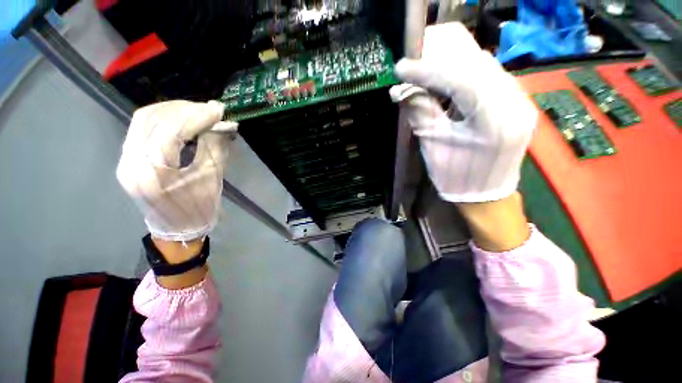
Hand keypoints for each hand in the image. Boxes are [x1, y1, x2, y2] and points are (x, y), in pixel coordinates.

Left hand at [117, 100, 235, 242]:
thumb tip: (224, 126)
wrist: (177, 231)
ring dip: (173, 111)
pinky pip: (142, 129)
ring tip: (198, 112)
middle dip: (184, 109)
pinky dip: (164, 120)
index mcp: (153, 175)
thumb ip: (215, 148)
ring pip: (143, 120)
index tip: (219, 110)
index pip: (170, 131)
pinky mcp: (128, 160)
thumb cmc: (198, 210)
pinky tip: (183, 121)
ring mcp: (125, 161)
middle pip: (151, 118)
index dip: (197, 116)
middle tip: (210, 109)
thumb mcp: (212, 180)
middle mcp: (131, 163)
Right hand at [390, 22, 537, 202]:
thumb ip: (421, 113)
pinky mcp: (516, 102)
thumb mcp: (433, 147)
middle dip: (440, 61)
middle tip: (413, 65)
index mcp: (495, 120)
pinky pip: (488, 77)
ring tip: (426, 71)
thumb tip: (402, 90)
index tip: (402, 67)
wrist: (486, 196)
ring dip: (451, 65)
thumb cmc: (457, 179)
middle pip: (476, 64)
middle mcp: (516, 102)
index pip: (461, 79)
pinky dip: (464, 74)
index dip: (428, 71)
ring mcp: (520, 100)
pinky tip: (446, 80)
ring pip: (484, 66)